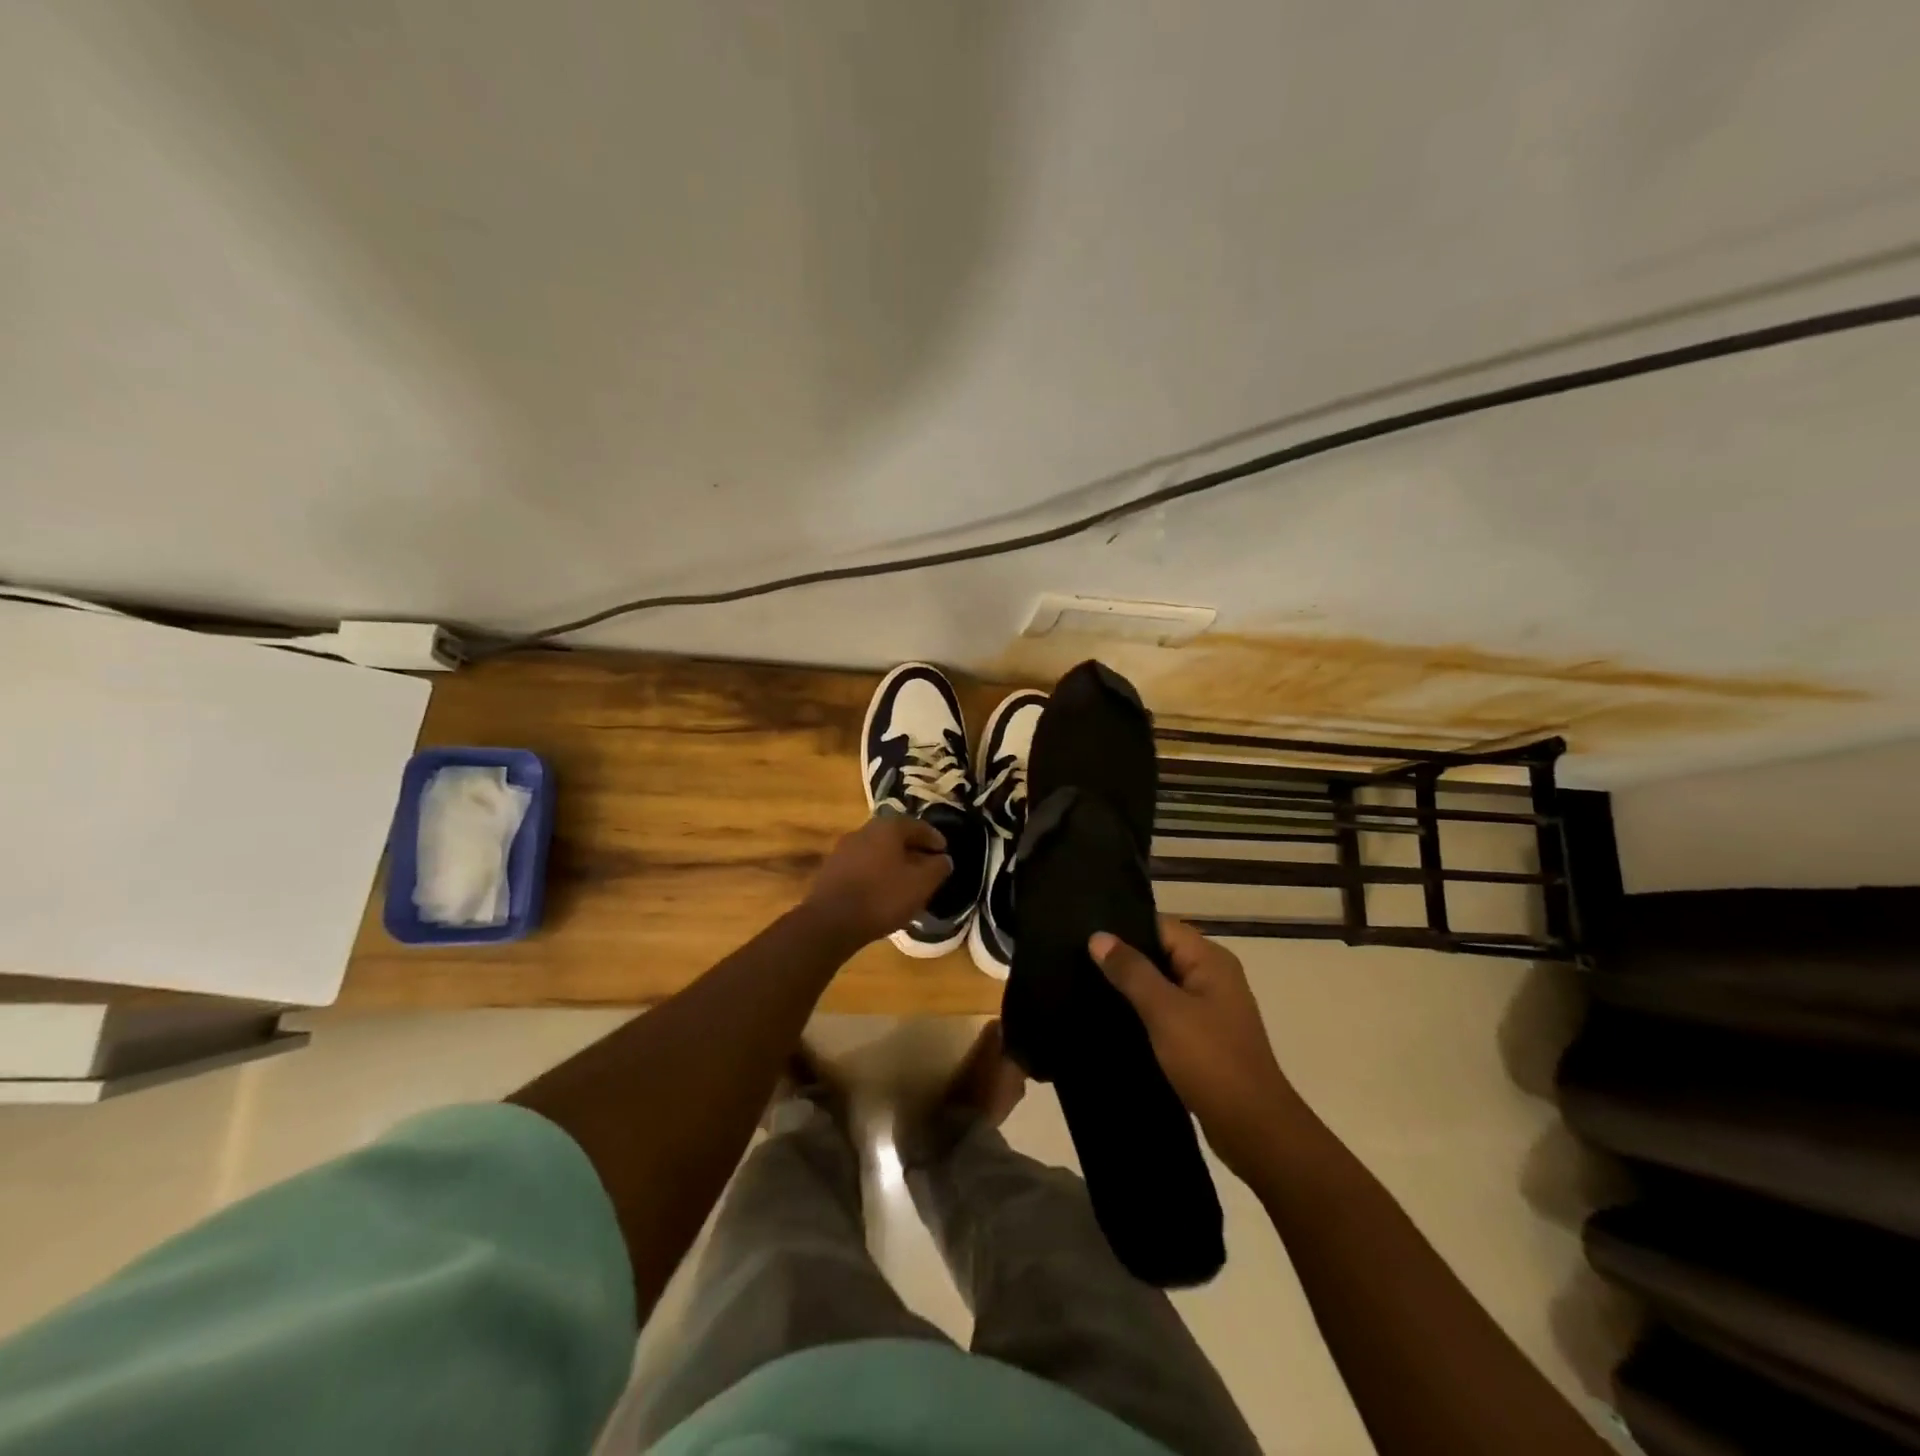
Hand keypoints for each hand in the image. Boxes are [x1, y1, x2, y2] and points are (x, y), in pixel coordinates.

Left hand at [802, 814, 952, 947]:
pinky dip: (876, 873)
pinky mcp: (831, 869)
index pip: (917, 826)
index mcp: (887, 827)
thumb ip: (937, 868)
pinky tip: (882, 891)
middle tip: (926, 866)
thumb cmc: (882, 897)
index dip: (934, 839)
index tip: (944, 852)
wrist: (830, 921)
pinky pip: (862, 865)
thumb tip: (943, 859)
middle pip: (895, 836)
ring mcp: (843, 849)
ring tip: (905, 881)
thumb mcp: (921, 884)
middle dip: (912, 850)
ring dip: (893, 862)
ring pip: (877, 851)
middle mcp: (863, 830)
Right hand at [1091, 917, 1302, 1178]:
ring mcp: (1210, 1007)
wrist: (1254, 1130)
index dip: (1123, 927)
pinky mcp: (1203, 1036)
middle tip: (1076, 959)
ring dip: (1131, 986)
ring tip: (1084, 985)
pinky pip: (1166, 1010)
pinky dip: (1142, 1011)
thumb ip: (1131, 971)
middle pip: (1160, 951)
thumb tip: (1098, 936)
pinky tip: (1111, 1018)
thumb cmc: (1211, 1061)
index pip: (1160, 925)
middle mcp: (1213, 976)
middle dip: (1123, 956)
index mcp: (1210, 959)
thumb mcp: (1165, 1011)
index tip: (1083, 933)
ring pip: (1161, 983)